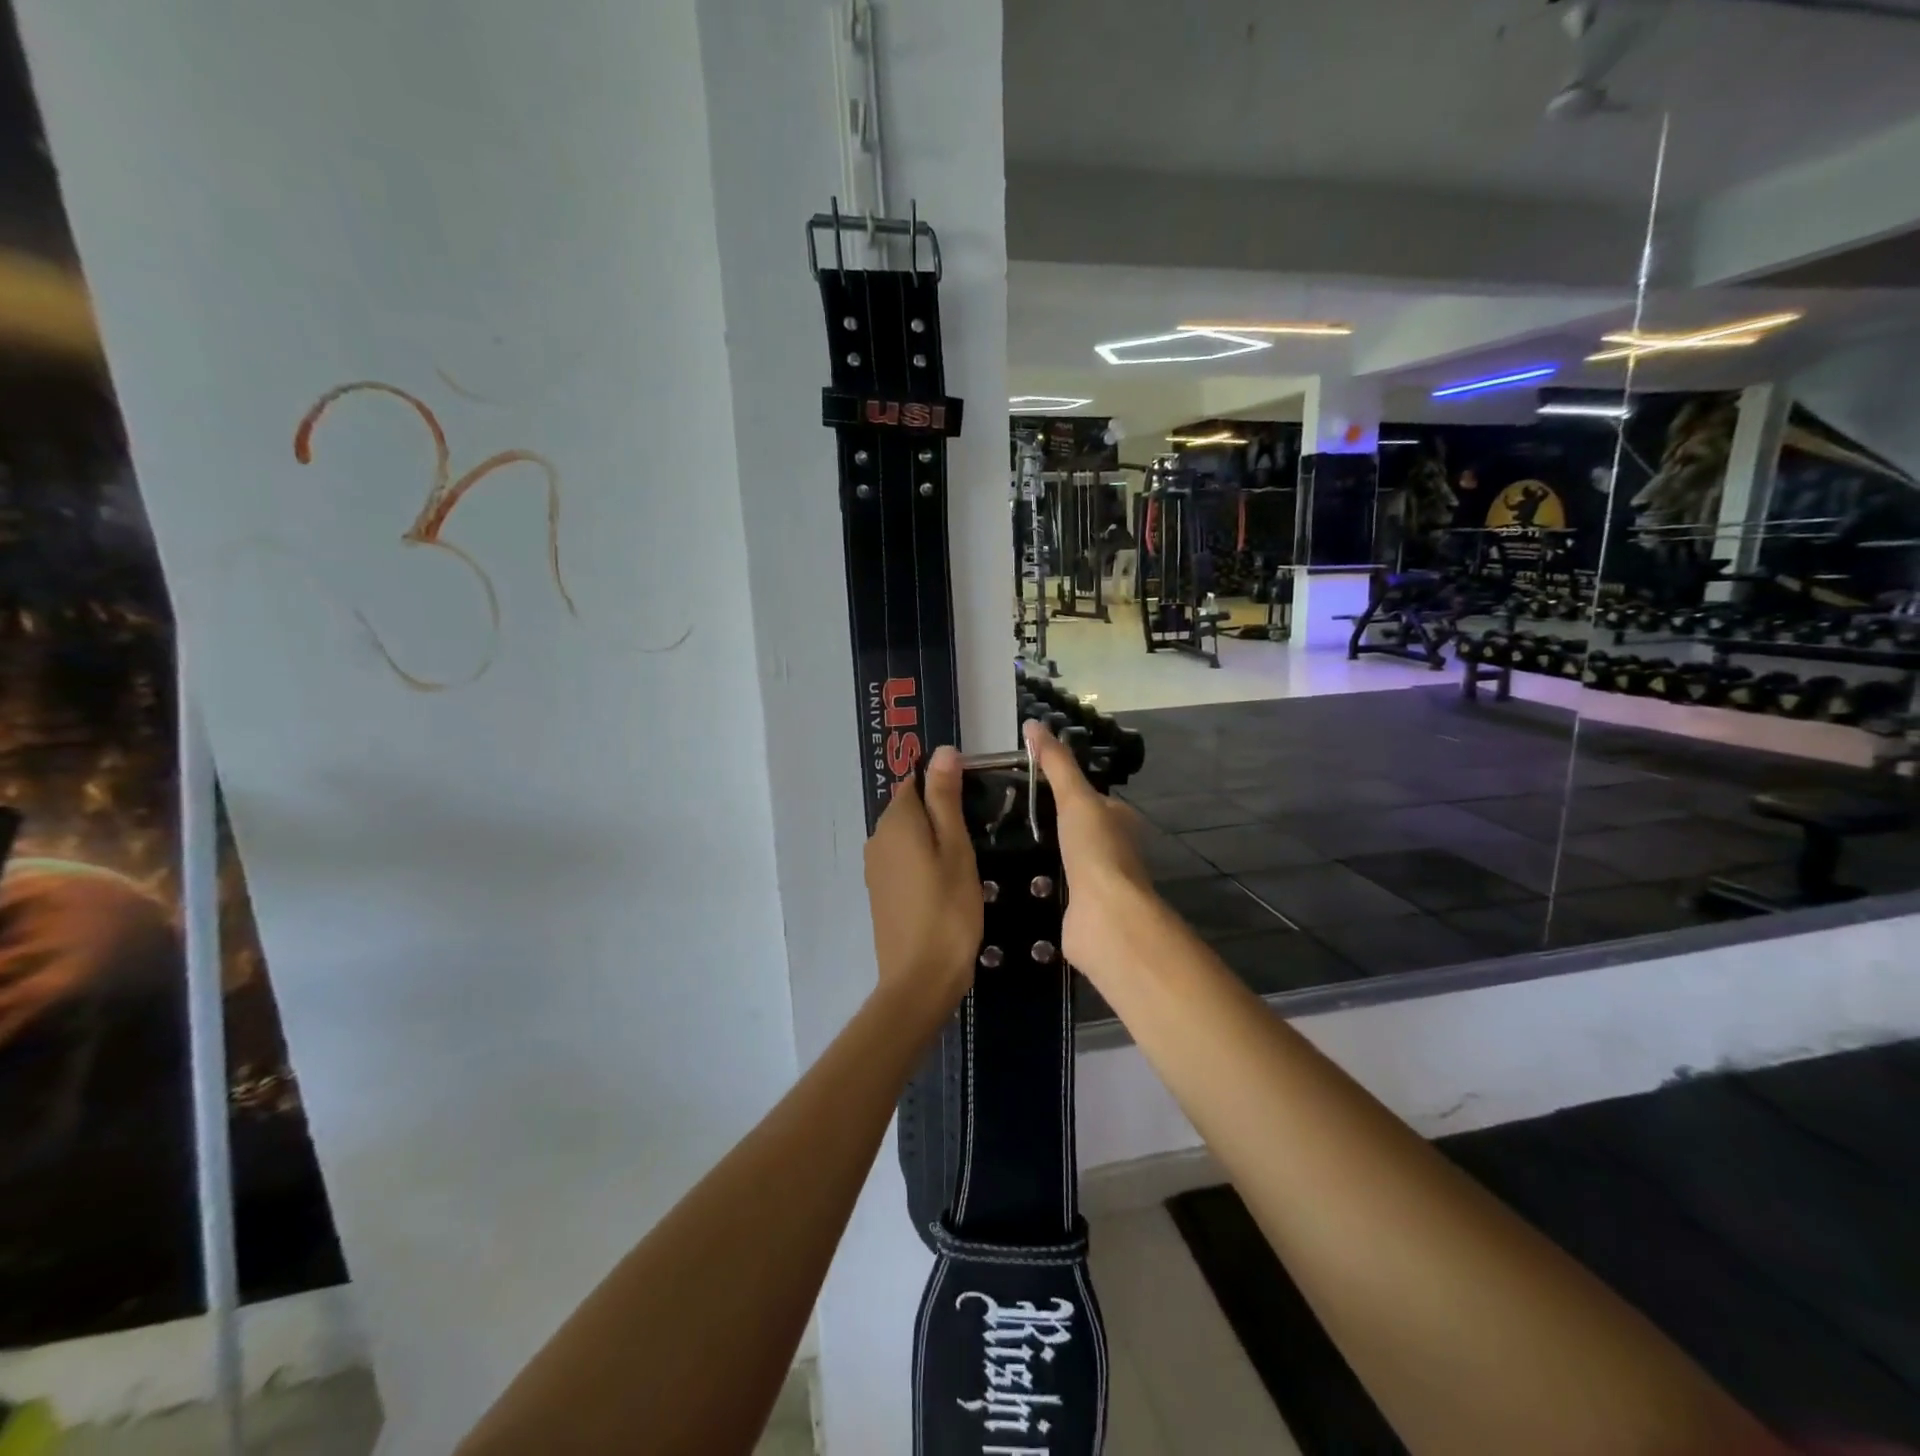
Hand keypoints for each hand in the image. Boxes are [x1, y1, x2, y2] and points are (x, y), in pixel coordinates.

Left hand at [864, 745, 982, 1014]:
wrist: (920, 978)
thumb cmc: (948, 910)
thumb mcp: (956, 849)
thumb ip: (946, 799)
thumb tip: (942, 751)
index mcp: (896, 822)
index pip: (914, 781)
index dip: (944, 783)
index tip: (976, 801)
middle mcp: (877, 838)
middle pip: (909, 808)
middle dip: (939, 810)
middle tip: (979, 830)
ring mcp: (876, 867)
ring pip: (907, 835)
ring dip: (933, 836)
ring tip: (968, 855)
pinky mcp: (880, 892)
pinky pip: (902, 859)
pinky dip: (923, 859)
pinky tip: (947, 879)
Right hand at [1022, 720, 1158, 985]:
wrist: (1105, 918)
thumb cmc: (1096, 850)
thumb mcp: (1075, 797)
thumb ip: (1055, 763)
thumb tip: (1033, 724)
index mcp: (1118, 820)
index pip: (1087, 796)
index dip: (1060, 786)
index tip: (1020, 781)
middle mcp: (1111, 849)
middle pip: (1074, 828)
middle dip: (1045, 823)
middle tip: (1001, 814)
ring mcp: (1096, 881)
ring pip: (1063, 859)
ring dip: (1039, 855)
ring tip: (997, 845)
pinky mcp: (1079, 909)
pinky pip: (1053, 888)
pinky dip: (1036, 883)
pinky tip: (1008, 880)